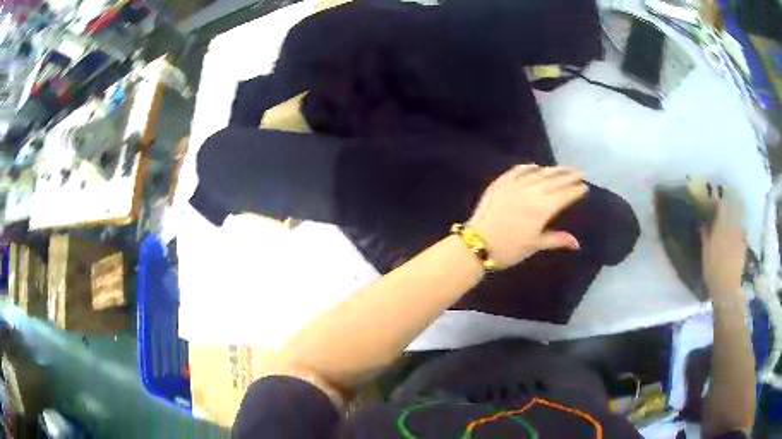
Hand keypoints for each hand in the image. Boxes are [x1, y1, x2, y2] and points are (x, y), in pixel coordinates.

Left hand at [467, 164, 587, 268]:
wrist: (477, 243)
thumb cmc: (509, 249)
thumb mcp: (535, 245)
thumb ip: (557, 240)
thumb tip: (577, 243)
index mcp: (543, 208)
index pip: (564, 195)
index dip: (575, 190)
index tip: (584, 186)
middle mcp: (532, 191)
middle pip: (554, 180)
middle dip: (568, 175)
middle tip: (579, 171)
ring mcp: (515, 185)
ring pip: (538, 173)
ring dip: (552, 170)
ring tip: (563, 168)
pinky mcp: (501, 182)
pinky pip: (518, 170)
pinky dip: (529, 167)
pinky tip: (536, 166)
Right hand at [701, 186, 746, 297]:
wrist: (727, 287)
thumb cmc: (713, 270)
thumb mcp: (706, 253)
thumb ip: (705, 235)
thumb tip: (703, 223)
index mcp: (721, 226)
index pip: (721, 206)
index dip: (718, 200)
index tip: (714, 197)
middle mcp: (732, 227)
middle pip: (732, 209)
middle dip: (729, 203)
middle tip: (726, 199)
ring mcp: (739, 236)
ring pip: (739, 218)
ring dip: (737, 212)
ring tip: (735, 211)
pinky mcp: (744, 245)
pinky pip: (743, 232)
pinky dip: (741, 229)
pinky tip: (740, 230)